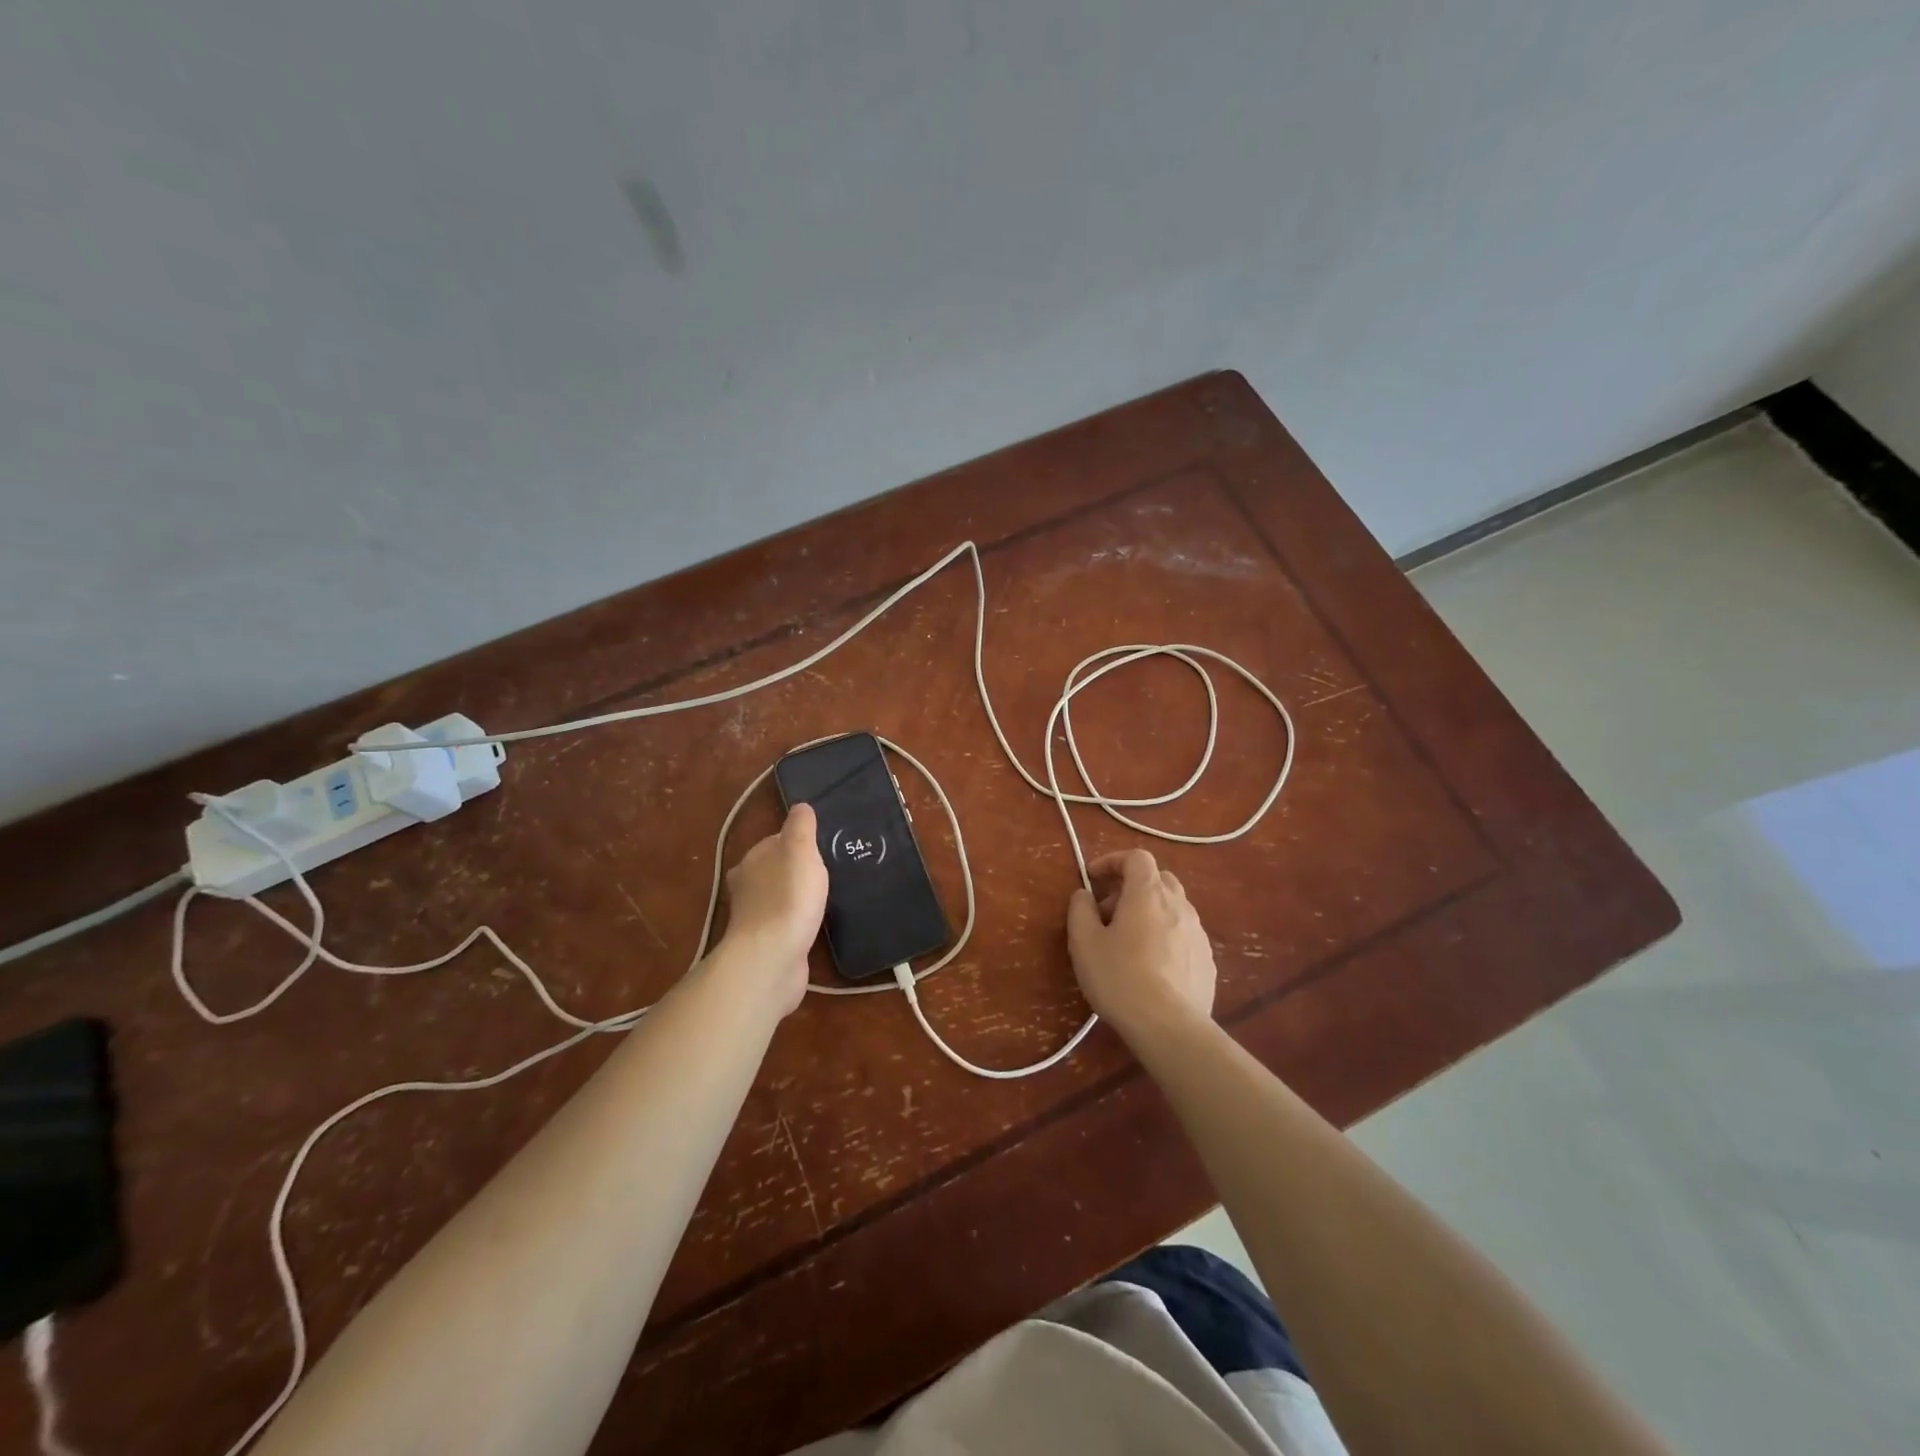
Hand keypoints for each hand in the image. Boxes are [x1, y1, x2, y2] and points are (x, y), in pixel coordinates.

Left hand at [717, 803, 828, 1015]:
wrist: (772, 957)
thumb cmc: (788, 897)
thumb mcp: (800, 850)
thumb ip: (801, 827)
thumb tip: (800, 806)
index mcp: (753, 859)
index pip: (776, 841)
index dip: (798, 842)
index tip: (823, 846)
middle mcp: (748, 885)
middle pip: (776, 869)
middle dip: (796, 870)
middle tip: (829, 871)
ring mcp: (755, 916)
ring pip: (780, 897)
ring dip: (797, 897)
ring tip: (826, 897)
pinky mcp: (767, 942)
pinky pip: (785, 923)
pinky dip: (797, 921)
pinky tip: (814, 924)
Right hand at [1066, 849, 1216, 1040]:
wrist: (1171, 1028)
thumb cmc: (1120, 978)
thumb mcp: (1084, 942)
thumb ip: (1080, 910)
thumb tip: (1084, 895)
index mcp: (1148, 894)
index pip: (1137, 857)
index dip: (1113, 861)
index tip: (1093, 879)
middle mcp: (1179, 905)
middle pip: (1158, 879)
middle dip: (1131, 887)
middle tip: (1109, 912)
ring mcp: (1198, 933)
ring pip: (1173, 907)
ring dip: (1150, 912)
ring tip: (1129, 942)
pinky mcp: (1207, 960)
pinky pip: (1183, 934)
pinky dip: (1165, 936)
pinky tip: (1152, 966)